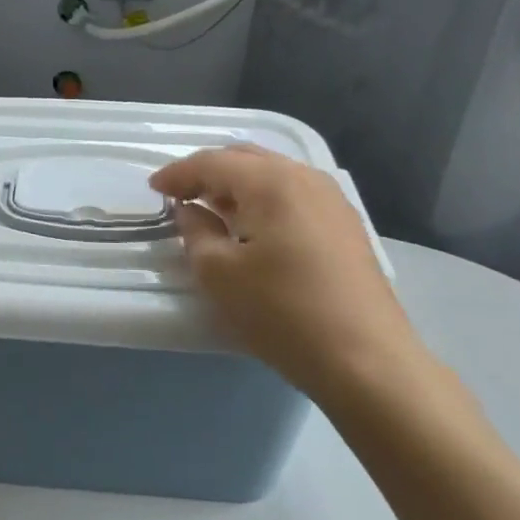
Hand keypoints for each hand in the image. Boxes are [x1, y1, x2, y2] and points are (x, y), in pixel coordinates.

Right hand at [150, 146, 421, 401]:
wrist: (366, 360)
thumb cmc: (282, 312)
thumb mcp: (219, 274)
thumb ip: (196, 232)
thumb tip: (190, 210)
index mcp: (271, 182)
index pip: (213, 162)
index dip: (178, 173)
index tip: (153, 189)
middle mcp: (304, 178)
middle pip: (245, 159)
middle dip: (208, 172)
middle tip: (179, 195)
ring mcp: (331, 200)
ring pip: (272, 174)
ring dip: (236, 185)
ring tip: (212, 209)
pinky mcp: (345, 225)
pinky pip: (292, 194)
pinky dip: (263, 199)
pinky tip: (252, 226)